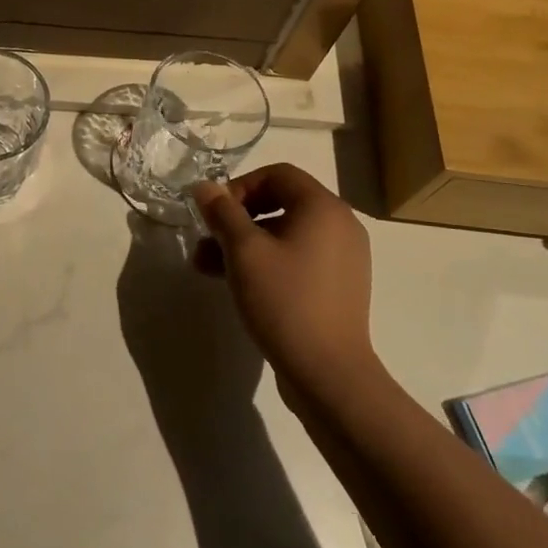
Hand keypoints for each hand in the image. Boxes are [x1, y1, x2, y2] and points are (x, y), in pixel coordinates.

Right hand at [190, 164, 375, 389]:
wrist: (328, 374)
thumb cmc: (285, 301)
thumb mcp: (244, 252)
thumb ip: (222, 213)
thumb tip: (204, 186)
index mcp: (323, 207)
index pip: (277, 174)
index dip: (240, 186)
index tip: (214, 213)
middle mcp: (340, 225)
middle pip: (280, 203)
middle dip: (236, 220)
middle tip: (206, 242)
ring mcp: (343, 258)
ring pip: (285, 235)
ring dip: (245, 244)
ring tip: (207, 269)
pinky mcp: (339, 287)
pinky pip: (298, 259)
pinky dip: (267, 263)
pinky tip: (238, 285)